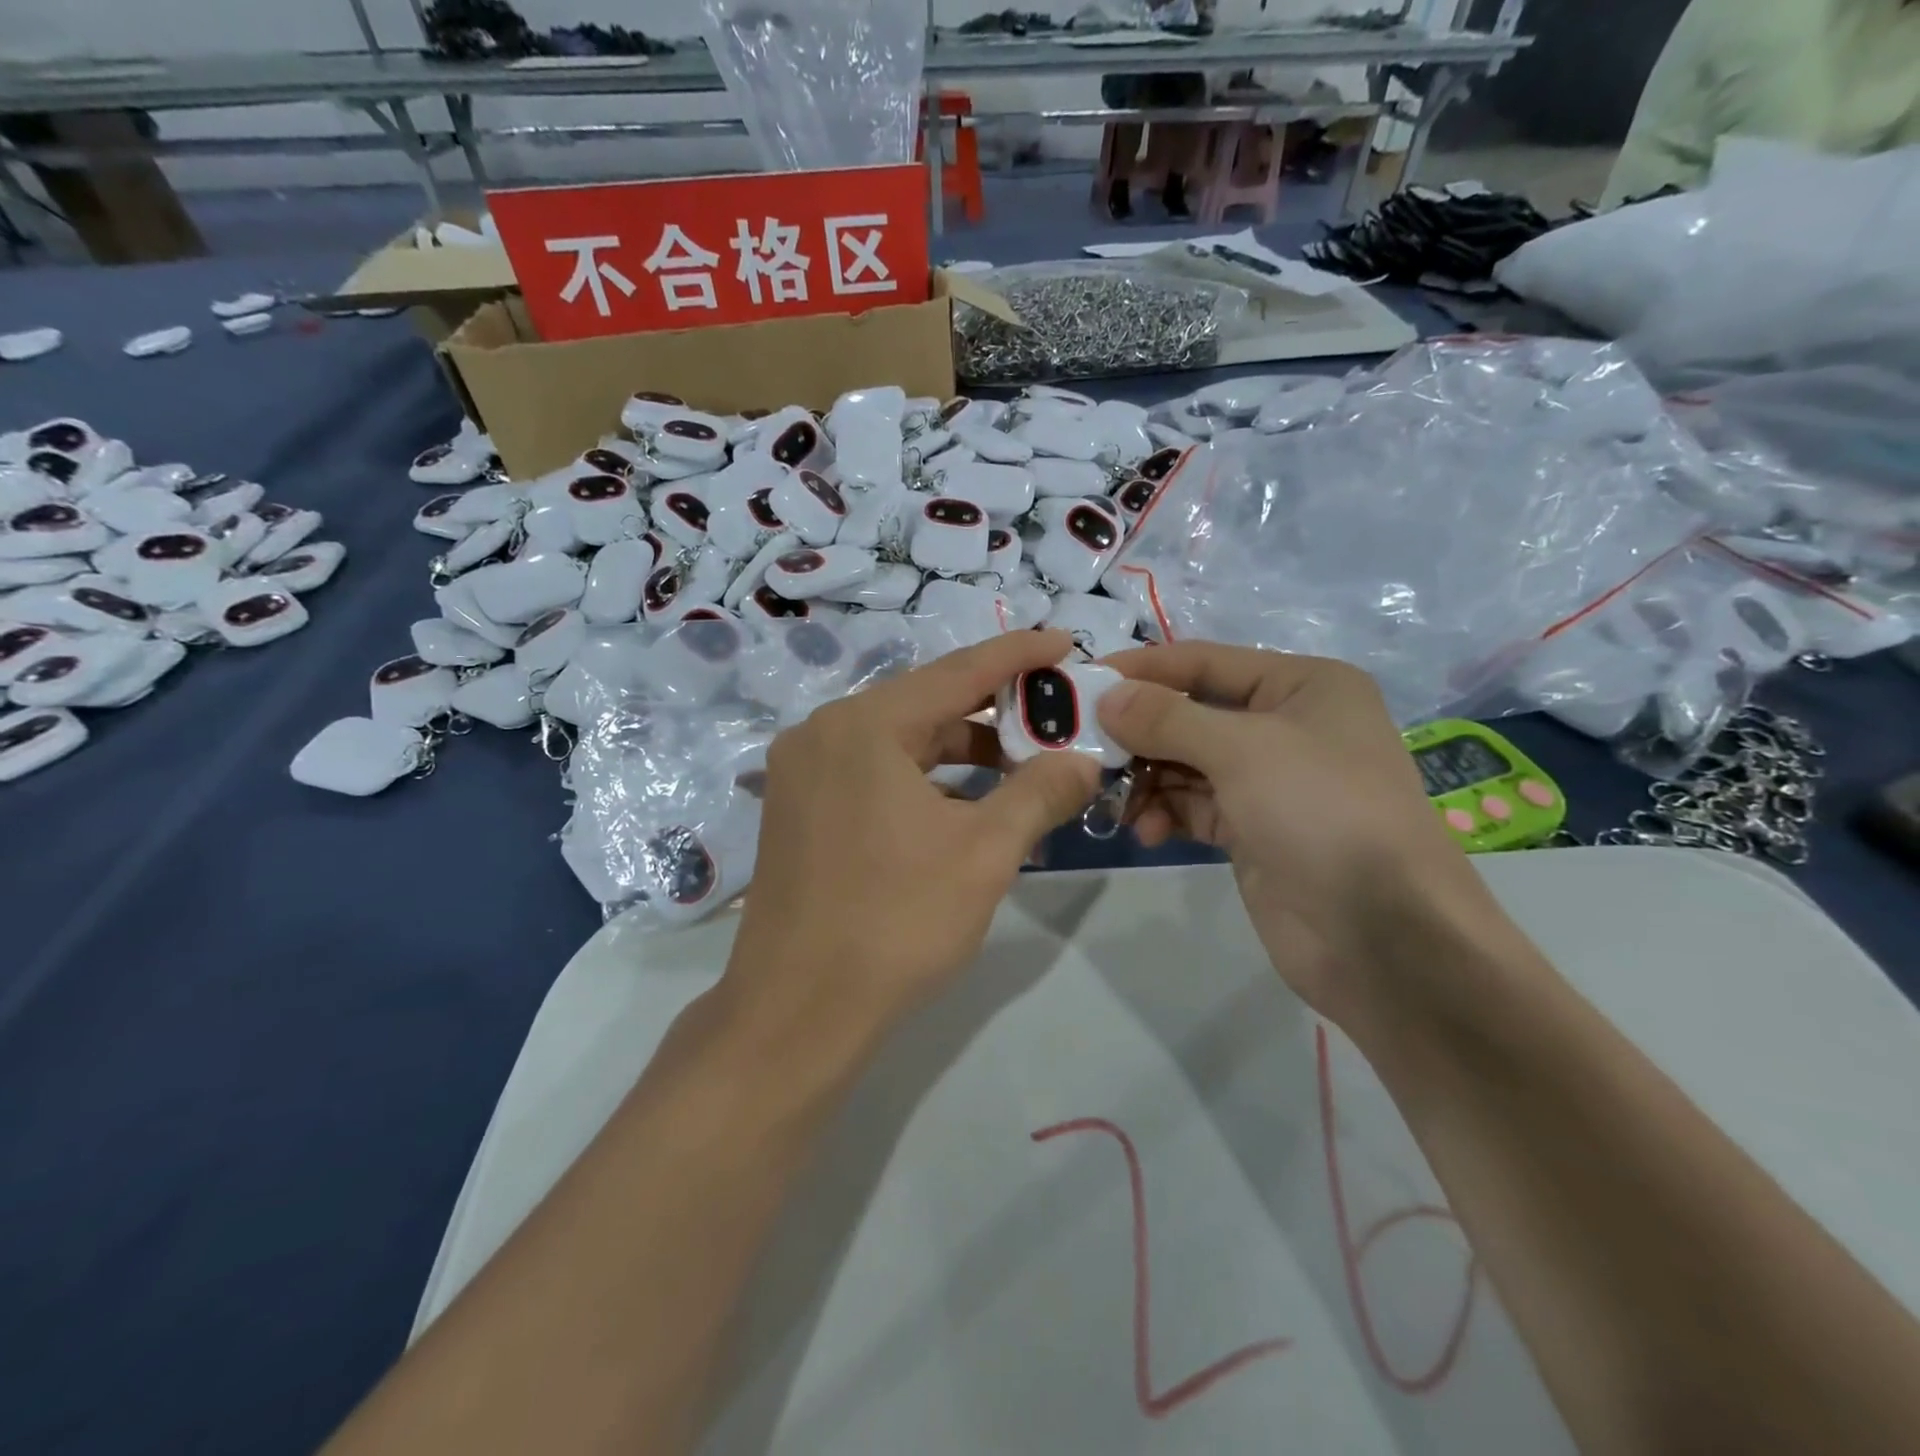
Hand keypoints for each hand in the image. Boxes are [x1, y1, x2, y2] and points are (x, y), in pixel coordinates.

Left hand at [723, 630, 1101, 1039]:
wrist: (797, 1013)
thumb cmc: (896, 922)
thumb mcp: (984, 853)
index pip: (957, 672)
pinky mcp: (799, 810)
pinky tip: (966, 809)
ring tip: (1022, 771)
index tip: (1064, 642)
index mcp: (864, 726)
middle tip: (1054, 720)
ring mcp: (803, 773)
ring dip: (961, 755)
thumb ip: (1040, 792)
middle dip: (994, 714)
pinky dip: (924, 784)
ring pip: (900, 744)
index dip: (1017, 656)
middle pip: (926, 706)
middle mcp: (824, 734)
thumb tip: (1084, 761)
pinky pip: (875, 775)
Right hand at [1097, 643, 1493, 1026]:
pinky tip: (1147, 831)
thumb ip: (1167, 718)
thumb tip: (1105, 695)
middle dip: (1138, 732)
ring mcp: (1269, 781)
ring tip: (1113, 799)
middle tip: (1082, 748)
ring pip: (1185, 762)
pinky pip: (1193, 805)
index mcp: (1302, 685)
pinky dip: (1165, 812)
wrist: (1384, 938)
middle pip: (1190, 713)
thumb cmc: (1322, 814)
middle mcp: (1286, 725)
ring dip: (1146, 777)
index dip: (1143, 670)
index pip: (1204, 661)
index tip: (1081, 682)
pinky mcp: (1252, 830)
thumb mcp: (1243, 750)